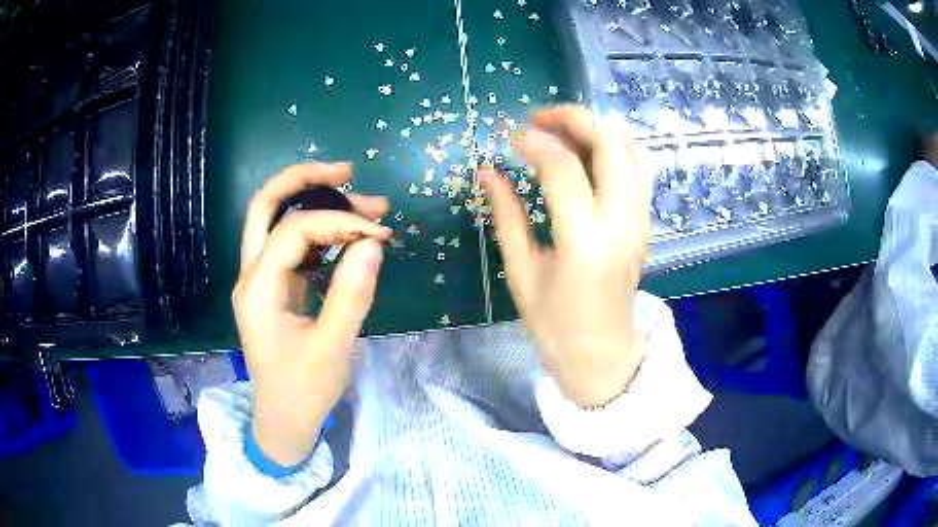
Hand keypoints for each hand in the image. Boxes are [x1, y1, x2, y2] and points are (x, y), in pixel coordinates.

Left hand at [234, 162, 390, 464]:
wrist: (283, 421)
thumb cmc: (303, 391)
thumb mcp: (332, 347)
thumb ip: (352, 294)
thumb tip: (373, 243)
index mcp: (258, 288)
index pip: (295, 230)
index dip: (339, 222)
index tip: (380, 233)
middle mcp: (252, 274)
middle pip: (266, 205)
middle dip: (305, 179)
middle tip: (350, 171)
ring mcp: (262, 279)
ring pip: (279, 220)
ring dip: (317, 203)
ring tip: (365, 204)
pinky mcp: (276, 288)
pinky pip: (293, 245)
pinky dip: (320, 231)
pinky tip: (349, 234)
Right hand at [480, 106, 650, 407]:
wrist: (603, 356)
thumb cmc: (555, 326)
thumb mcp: (522, 274)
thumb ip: (507, 216)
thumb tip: (488, 171)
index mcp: (584, 244)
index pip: (564, 169)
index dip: (535, 143)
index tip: (511, 138)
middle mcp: (621, 226)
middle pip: (610, 146)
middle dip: (575, 118)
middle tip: (540, 117)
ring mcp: (640, 223)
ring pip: (633, 152)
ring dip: (600, 127)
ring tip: (565, 126)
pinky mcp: (645, 224)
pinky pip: (639, 170)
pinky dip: (616, 147)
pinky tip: (589, 149)